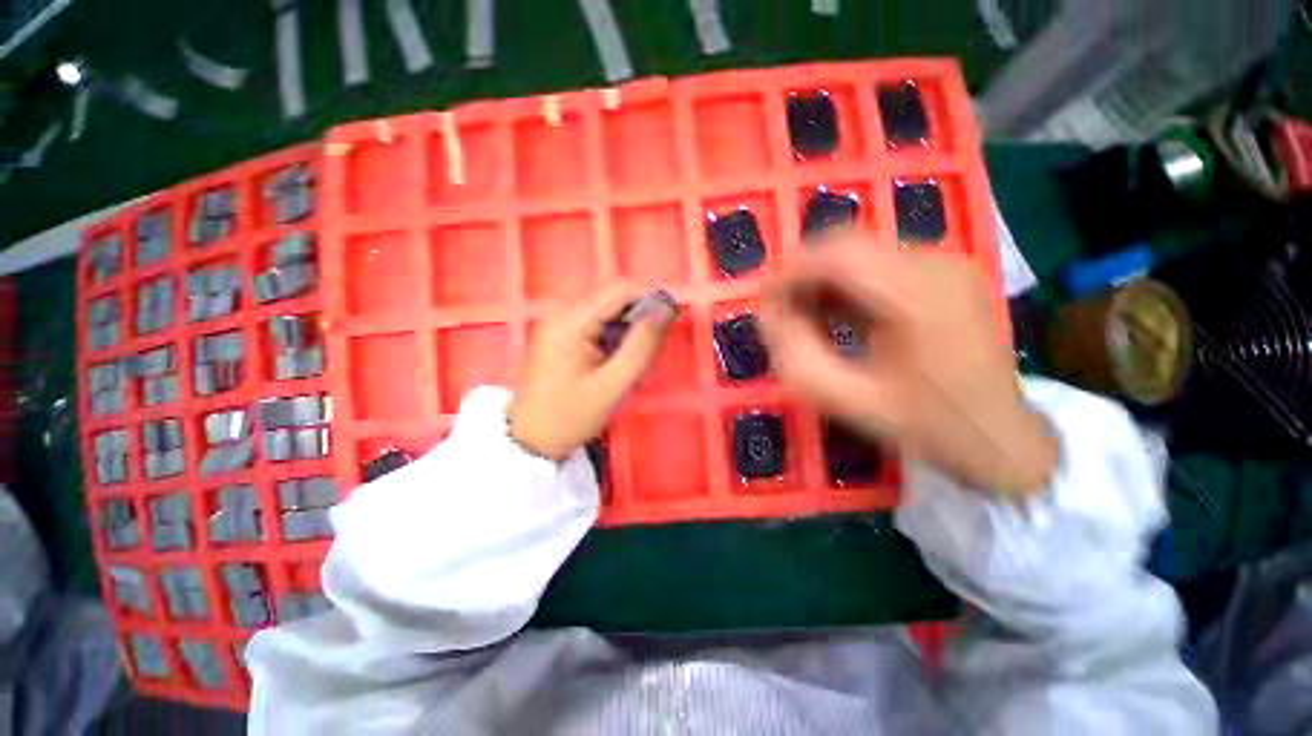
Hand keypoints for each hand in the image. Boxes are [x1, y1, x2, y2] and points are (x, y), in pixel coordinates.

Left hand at [509, 282, 677, 460]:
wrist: (532, 440)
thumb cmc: (571, 416)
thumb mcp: (614, 385)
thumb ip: (642, 345)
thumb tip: (666, 309)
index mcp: (570, 323)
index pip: (618, 290)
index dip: (651, 295)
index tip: (674, 314)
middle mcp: (562, 314)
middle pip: (612, 297)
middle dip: (641, 312)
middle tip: (657, 342)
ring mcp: (560, 324)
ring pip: (608, 310)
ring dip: (630, 325)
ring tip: (640, 353)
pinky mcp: (562, 335)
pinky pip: (598, 323)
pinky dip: (617, 334)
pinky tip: (621, 357)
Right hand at [759, 238, 1057, 497]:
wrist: (998, 435)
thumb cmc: (925, 424)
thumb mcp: (847, 401)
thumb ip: (797, 356)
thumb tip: (769, 314)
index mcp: (920, 298)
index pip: (836, 256)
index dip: (788, 273)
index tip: (763, 304)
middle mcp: (936, 265)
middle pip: (845, 245)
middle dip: (801, 276)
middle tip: (781, 315)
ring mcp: (944, 263)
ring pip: (857, 251)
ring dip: (821, 281)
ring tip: (808, 321)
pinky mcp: (942, 271)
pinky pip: (875, 263)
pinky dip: (844, 284)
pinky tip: (838, 317)